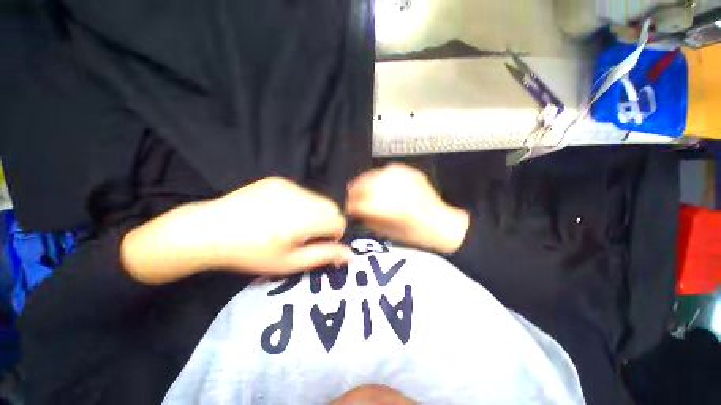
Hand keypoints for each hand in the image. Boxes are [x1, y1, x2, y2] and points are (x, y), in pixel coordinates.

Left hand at [121, 177, 351, 283]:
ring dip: (314, 212)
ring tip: (291, 224)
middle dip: (326, 222)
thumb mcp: (289, 262)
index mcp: (302, 220)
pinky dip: (301, 203)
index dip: (334, 233)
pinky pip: (303, 192)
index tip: (318, 243)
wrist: (210, 231)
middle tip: (306, 235)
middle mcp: (299, 198)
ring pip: (319, 199)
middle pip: (331, 207)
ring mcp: (288, 186)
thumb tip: (351, 254)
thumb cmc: (252, 254)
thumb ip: (324, 256)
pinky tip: (280, 212)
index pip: (338, 221)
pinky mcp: (278, 181)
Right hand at [346, 164, 469, 253]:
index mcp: (390, 209)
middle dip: (354, 191)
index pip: (360, 203)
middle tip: (351, 197)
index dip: (351, 206)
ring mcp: (404, 178)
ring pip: (374, 174)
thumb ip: (368, 219)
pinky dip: (379, 175)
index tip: (348, 208)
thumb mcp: (387, 232)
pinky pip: (388, 169)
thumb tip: (356, 210)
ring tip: (360, 187)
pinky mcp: (411, 172)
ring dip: (364, 181)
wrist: (441, 224)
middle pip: (365, 185)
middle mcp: (396, 190)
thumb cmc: (415, 234)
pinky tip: (377, 181)